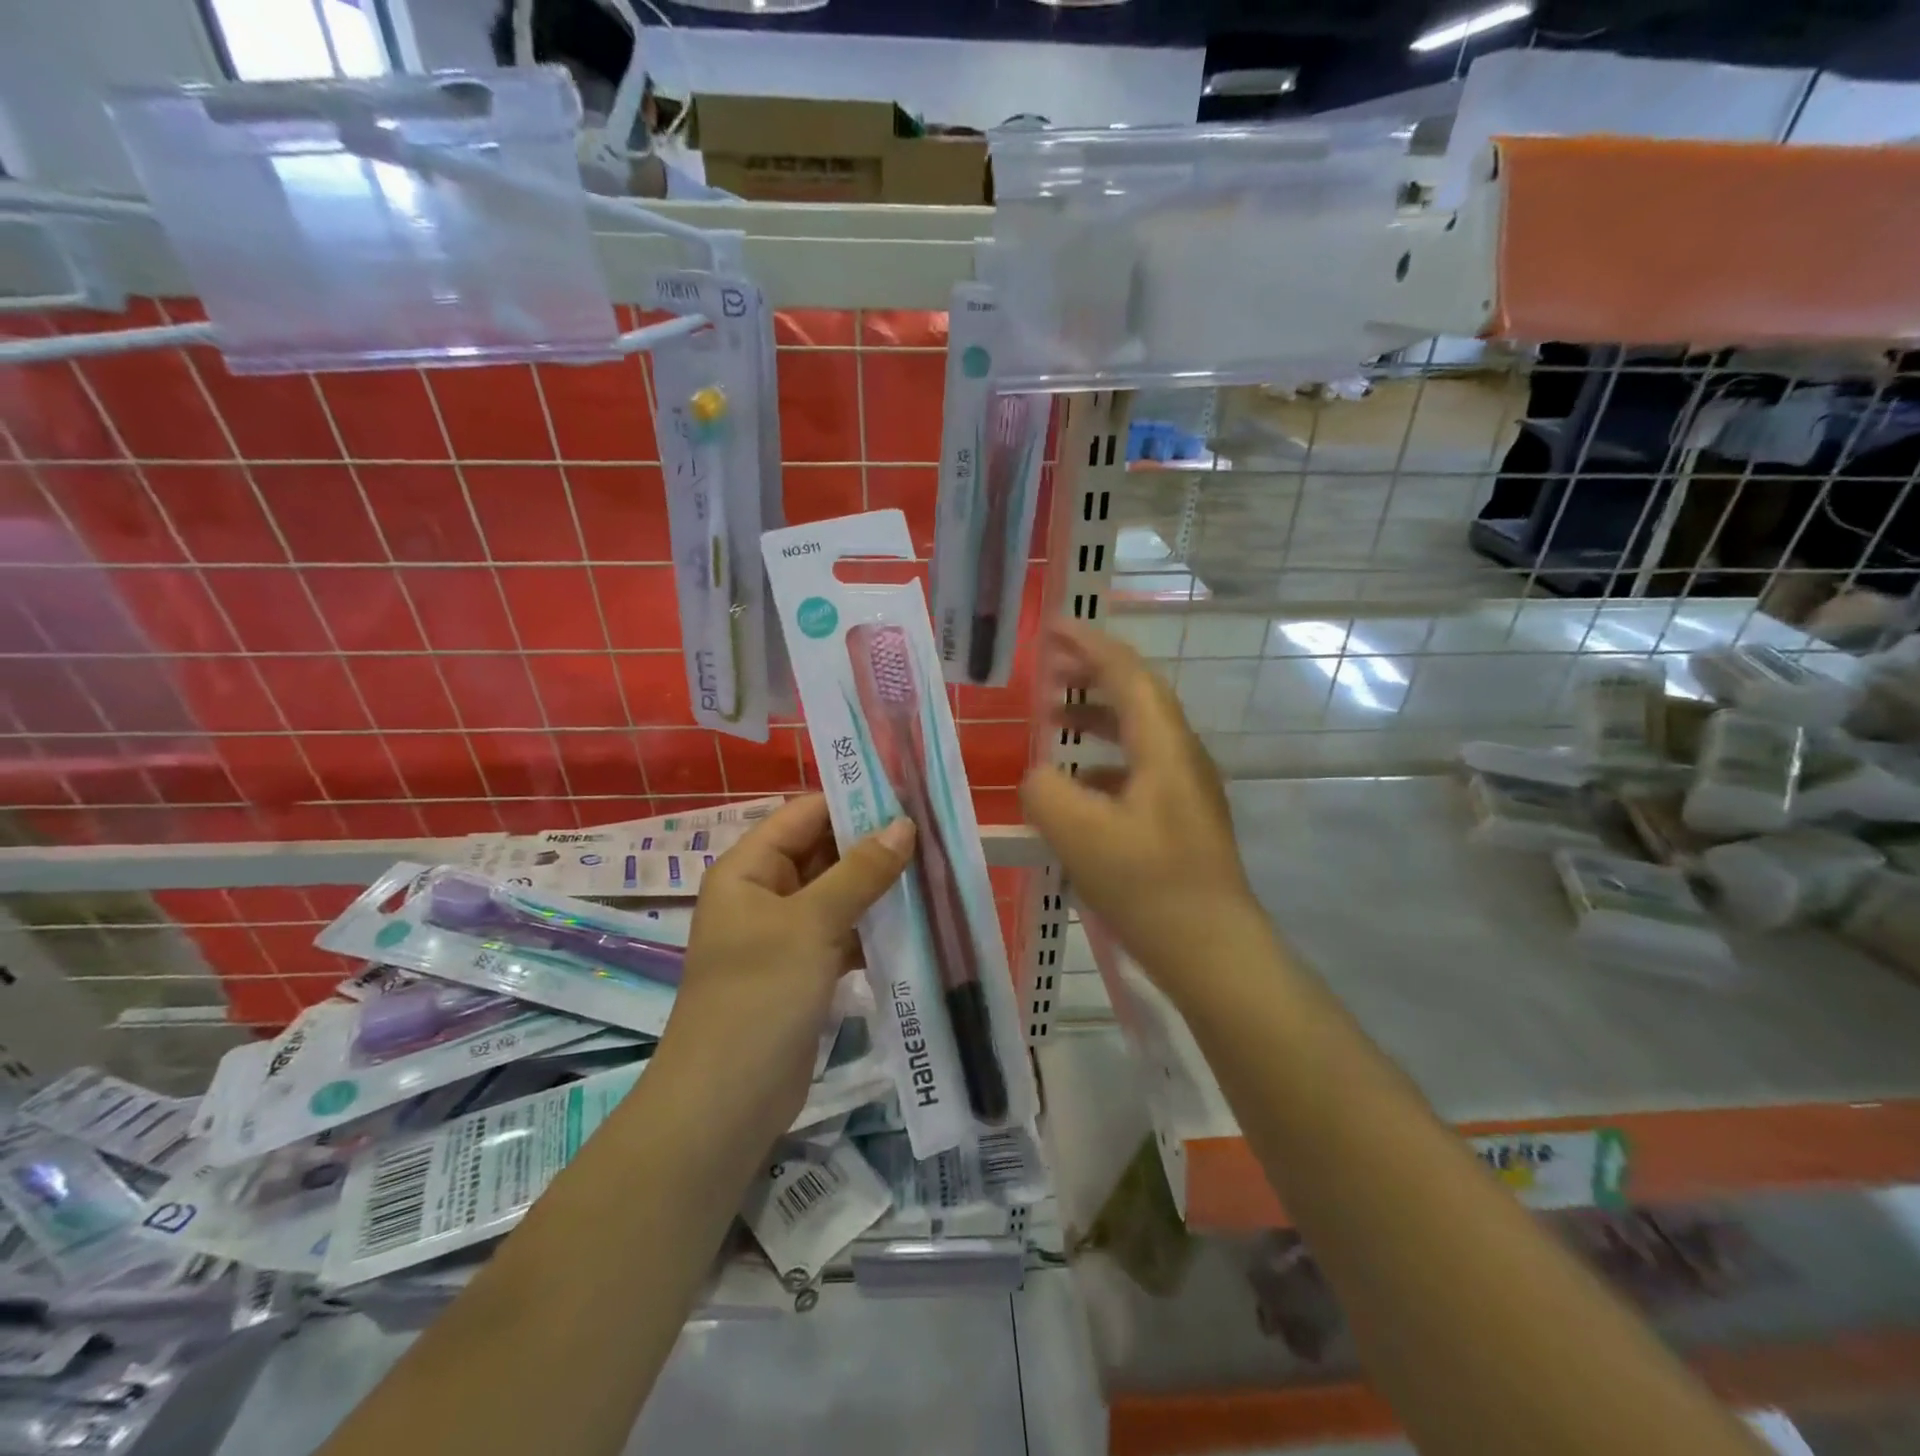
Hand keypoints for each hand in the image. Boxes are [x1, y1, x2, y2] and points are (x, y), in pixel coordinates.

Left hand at [660, 796, 913, 1137]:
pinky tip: (917, 923)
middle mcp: (763, 893)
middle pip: (822, 852)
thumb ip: (859, 872)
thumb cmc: (759, 997)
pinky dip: (874, 927)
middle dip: (873, 845)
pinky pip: (843, 932)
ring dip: (879, 887)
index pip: (804, 815)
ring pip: (838, 894)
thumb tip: (903, 825)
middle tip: (933, 835)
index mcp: (748, 869)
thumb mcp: (811, 925)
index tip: (908, 796)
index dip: (852, 802)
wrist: (726, 1105)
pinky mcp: (803, 970)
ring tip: (935, 872)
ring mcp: (784, 934)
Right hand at [1021, 622, 1260, 986]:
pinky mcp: (1181, 819)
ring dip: (1096, 716)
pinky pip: (1138, 769)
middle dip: (1092, 673)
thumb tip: (1039, 777)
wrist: (1212, 950)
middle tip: (1049, 666)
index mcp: (1164, 747)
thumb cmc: (1149, 885)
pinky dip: (1103, 761)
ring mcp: (1186, 789)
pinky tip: (1077, 784)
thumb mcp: (1079, 835)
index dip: (1090, 645)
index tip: (1053, 627)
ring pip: (1138, 733)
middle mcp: (1182, 757)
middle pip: (1137, 696)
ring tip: (1054, 715)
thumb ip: (1045, 791)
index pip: (1128, 674)